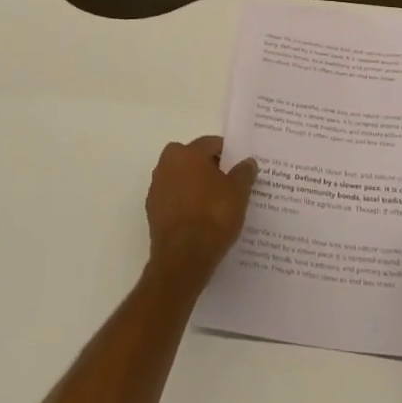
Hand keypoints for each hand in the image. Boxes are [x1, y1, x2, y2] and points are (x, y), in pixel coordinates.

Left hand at [146, 136, 257, 282]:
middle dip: (209, 168)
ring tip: (216, 205)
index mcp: (187, 153)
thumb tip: (248, 162)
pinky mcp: (153, 212)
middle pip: (193, 159)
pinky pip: (174, 199)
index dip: (228, 154)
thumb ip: (244, 173)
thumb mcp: (238, 193)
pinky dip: (186, 204)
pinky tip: (201, 220)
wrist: (183, 258)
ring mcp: (156, 188)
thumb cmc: (213, 216)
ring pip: (182, 179)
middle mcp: (166, 164)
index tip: (239, 169)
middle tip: (229, 185)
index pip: (211, 144)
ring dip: (195, 186)